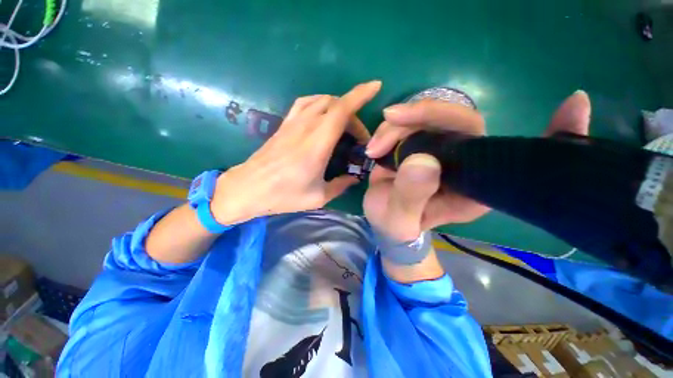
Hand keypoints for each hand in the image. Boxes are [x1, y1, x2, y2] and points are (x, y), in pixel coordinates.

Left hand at [211, 81, 380, 224]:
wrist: (248, 188)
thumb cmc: (284, 195)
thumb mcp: (318, 197)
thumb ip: (340, 185)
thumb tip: (353, 178)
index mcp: (317, 145)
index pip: (341, 110)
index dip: (360, 95)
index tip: (375, 86)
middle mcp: (306, 127)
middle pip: (335, 104)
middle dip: (354, 114)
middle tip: (359, 137)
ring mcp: (292, 123)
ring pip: (321, 100)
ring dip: (338, 106)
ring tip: (345, 124)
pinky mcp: (284, 124)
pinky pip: (305, 103)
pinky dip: (320, 104)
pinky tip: (323, 116)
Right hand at [363, 90, 590, 241]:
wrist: (387, 223)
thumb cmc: (398, 228)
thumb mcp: (401, 220)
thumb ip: (412, 196)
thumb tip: (422, 161)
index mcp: (474, 186)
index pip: (506, 151)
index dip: (546, 134)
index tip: (575, 104)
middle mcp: (464, 163)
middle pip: (458, 121)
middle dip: (421, 115)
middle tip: (390, 119)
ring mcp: (439, 151)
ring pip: (426, 118)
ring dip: (396, 126)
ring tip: (374, 149)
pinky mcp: (418, 146)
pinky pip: (408, 125)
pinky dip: (390, 129)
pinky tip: (375, 145)